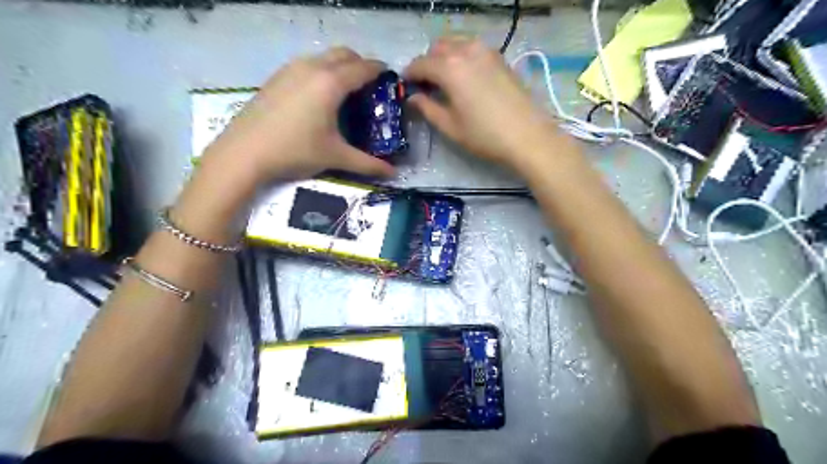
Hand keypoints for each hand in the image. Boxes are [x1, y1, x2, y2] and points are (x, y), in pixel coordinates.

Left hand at [202, 48, 392, 181]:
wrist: (244, 152)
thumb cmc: (295, 151)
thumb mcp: (335, 157)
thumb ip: (367, 164)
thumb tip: (392, 173)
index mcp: (331, 83)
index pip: (363, 68)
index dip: (380, 71)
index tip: (391, 79)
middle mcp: (312, 68)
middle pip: (344, 54)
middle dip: (361, 64)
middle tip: (370, 86)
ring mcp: (291, 69)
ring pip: (324, 56)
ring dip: (340, 66)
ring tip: (346, 91)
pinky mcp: (277, 76)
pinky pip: (307, 64)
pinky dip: (322, 71)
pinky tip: (319, 96)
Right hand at [406, 37, 565, 173]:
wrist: (528, 136)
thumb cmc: (485, 135)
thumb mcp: (450, 126)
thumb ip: (428, 108)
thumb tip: (413, 98)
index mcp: (450, 68)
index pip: (421, 63)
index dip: (410, 74)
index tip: (406, 86)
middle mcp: (466, 51)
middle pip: (437, 47)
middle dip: (427, 63)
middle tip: (426, 86)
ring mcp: (486, 51)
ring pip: (456, 43)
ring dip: (444, 57)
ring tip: (444, 81)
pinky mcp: (499, 57)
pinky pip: (472, 48)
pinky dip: (461, 57)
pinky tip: (464, 78)